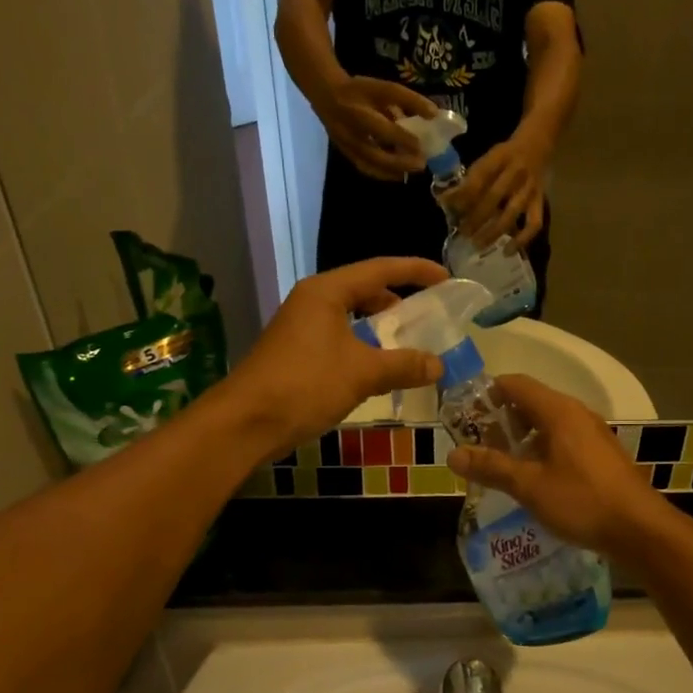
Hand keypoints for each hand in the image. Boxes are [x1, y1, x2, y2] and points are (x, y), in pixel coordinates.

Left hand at [224, 258, 447, 457]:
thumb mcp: (362, 373)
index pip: (380, 269)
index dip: (415, 270)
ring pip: (351, 318)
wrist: (246, 422)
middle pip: (364, 290)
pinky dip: (363, 348)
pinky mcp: (296, 354)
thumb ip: (404, 365)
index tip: (446, 279)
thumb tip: (439, 365)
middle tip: (428, 318)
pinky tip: (378, 371)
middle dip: (398, 302)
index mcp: (327, 292)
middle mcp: (313, 301)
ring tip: (408, 347)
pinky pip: (340, 340)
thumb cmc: (305, 385)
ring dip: (380, 329)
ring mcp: (301, 328)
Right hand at [314, 77, 438, 181]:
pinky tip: (398, 174)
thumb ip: (409, 100)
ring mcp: (346, 145)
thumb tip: (434, 115)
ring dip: (393, 171)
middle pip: (375, 153)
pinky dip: (383, 174)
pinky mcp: (345, 153)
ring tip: (411, 171)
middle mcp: (351, 131)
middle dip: (399, 162)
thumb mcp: (384, 88)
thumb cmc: (360, 91)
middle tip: (421, 164)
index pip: (382, 127)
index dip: (402, 138)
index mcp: (360, 111)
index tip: (421, 145)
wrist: (326, 95)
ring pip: (370, 165)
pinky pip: (365, 168)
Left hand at [445, 136, 547, 247]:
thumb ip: (470, 179)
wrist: (537, 144)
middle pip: (493, 198)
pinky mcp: (540, 201)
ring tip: (478, 244)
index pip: (478, 179)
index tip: (449, 209)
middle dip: (475, 218)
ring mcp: (529, 189)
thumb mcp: (487, 157)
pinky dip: (522, 240)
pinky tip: (508, 251)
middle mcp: (516, 172)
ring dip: (493, 231)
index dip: (463, 195)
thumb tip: (446, 201)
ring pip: (511, 214)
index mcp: (499, 158)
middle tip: (462, 233)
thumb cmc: (505, 155)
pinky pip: (534, 224)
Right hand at [446, 375, 669, 560]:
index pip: (516, 384)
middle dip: (501, 420)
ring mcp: (593, 434)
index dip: (487, 393)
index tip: (464, 414)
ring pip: (548, 424)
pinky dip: (542, 450)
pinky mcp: (601, 455)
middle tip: (477, 444)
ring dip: (521, 438)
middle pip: (531, 402)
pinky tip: (532, 478)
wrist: (640, 529)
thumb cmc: (582, 501)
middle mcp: (577, 414)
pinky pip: (563, 440)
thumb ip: (492, 467)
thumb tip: (453, 454)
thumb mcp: (530, 486)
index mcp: (559, 411)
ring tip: (500, 464)